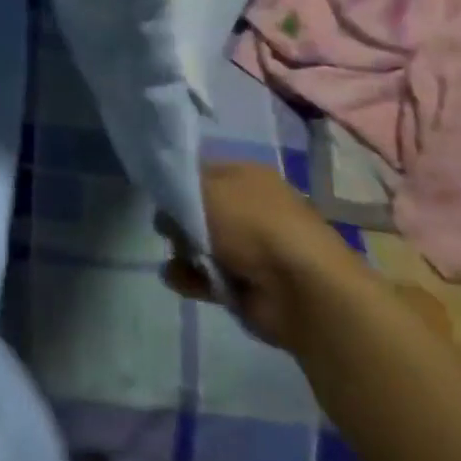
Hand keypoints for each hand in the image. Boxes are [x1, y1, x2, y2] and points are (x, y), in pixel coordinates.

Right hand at [161, 162, 364, 350]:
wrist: (301, 290)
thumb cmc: (252, 226)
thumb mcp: (204, 189)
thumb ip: (176, 188)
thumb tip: (167, 202)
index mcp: (248, 176)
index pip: (202, 171)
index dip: (177, 182)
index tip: (159, 195)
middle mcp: (251, 208)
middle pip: (198, 209)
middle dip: (178, 221)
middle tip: (169, 230)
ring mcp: (250, 248)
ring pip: (200, 244)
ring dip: (182, 253)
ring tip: (179, 260)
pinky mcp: (246, 284)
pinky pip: (207, 276)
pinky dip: (191, 279)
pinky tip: (179, 280)